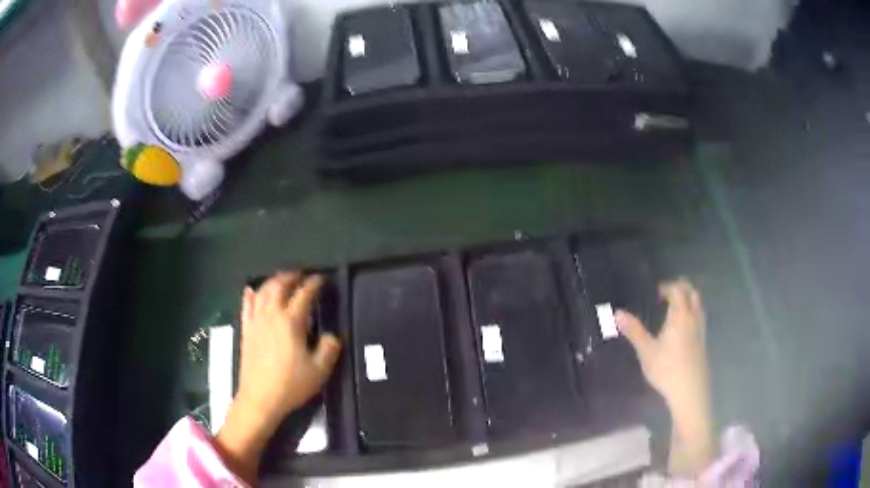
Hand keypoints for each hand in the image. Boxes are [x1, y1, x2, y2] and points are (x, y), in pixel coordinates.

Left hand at [214, 272, 340, 483]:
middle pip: (280, 285)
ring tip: (281, 280)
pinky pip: (246, 306)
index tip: (322, 279)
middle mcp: (271, 315)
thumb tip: (332, 336)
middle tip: (302, 276)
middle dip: (291, 276)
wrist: (260, 398)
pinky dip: (250, 294)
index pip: (304, 294)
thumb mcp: (320, 370)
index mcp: (291, 321)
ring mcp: (256, 321)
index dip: (314, 283)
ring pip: (262, 291)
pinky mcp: (246, 330)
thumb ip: (329, 349)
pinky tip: (251, 290)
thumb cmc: (291, 384)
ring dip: (273, 281)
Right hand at [615, 278, 713, 474]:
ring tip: (675, 308)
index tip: (656, 293)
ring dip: (689, 299)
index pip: (678, 290)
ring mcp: (701, 329)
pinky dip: (692, 312)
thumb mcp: (646, 351)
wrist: (690, 391)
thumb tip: (617, 313)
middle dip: (681, 288)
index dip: (668, 287)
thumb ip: (634, 331)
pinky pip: (700, 316)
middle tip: (667, 294)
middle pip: (692, 293)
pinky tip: (683, 327)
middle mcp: (693, 317)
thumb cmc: (667, 369)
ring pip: (699, 304)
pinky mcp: (703, 341)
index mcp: (680, 315)